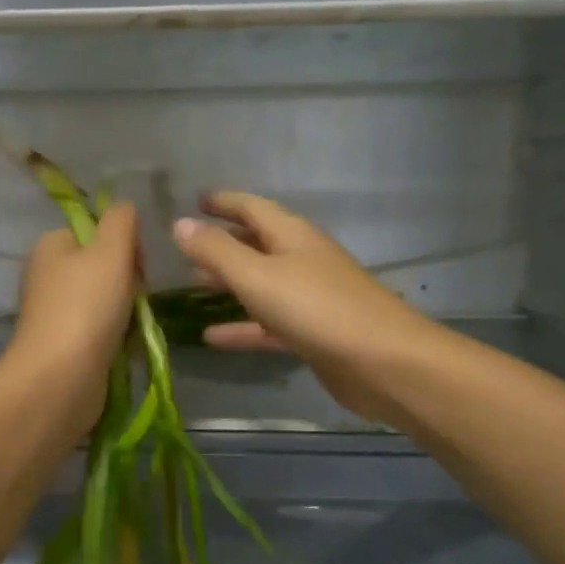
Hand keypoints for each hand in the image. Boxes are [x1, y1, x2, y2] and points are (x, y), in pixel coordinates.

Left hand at [2, 202, 138, 433]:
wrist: (61, 379)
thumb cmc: (86, 307)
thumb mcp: (111, 250)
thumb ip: (121, 220)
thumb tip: (125, 207)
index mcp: (52, 246)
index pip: (97, 230)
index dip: (125, 244)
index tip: (139, 266)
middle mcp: (49, 275)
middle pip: (105, 267)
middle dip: (130, 283)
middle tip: (137, 300)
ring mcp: (56, 313)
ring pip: (108, 301)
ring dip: (130, 313)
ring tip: (134, 329)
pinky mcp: (65, 345)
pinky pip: (103, 332)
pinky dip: (119, 339)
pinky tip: (127, 349)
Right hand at [172, 192, 437, 426]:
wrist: (383, 363)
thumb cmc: (317, 309)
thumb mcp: (257, 276)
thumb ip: (217, 251)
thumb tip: (180, 223)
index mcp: (291, 236)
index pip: (252, 207)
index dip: (223, 202)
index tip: (196, 200)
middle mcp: (301, 260)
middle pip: (257, 243)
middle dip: (224, 242)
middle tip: (187, 246)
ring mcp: (309, 298)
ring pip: (261, 284)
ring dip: (230, 283)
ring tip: (192, 285)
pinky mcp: (312, 334)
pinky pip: (268, 323)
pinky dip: (242, 327)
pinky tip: (212, 337)